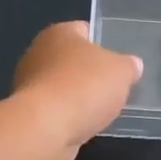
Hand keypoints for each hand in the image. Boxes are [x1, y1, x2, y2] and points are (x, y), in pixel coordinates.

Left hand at [13, 22, 143, 159]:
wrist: (46, 129)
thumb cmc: (84, 87)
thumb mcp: (121, 72)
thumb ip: (129, 66)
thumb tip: (132, 65)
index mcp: (60, 32)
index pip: (85, 30)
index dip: (104, 43)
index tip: (119, 62)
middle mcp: (38, 52)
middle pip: (72, 60)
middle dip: (90, 73)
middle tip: (113, 88)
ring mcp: (29, 84)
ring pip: (63, 86)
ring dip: (78, 97)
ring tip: (100, 111)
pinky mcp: (28, 112)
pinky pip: (55, 109)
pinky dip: (68, 116)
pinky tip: (82, 125)